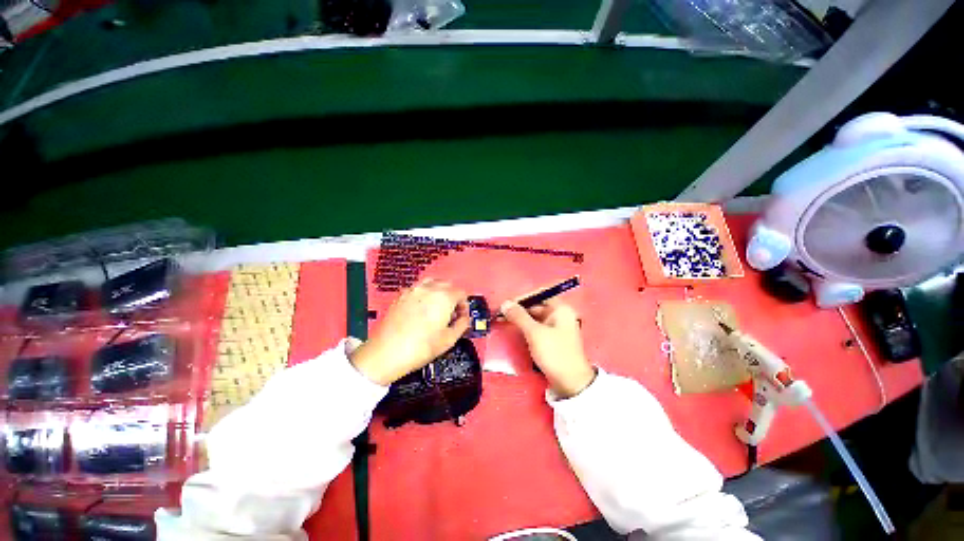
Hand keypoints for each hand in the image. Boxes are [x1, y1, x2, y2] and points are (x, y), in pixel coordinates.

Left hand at [350, 279, 469, 385]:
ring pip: (431, 282)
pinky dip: (424, 294)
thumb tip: (464, 319)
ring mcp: (413, 290)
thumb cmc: (419, 347)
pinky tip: (421, 309)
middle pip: (447, 284)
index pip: (461, 293)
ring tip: (436, 308)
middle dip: (452, 296)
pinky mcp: (400, 295)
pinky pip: (417, 288)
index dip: (464, 305)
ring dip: (438, 292)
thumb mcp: (449, 340)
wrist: (387, 352)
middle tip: (451, 313)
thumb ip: (462, 325)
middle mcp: (429, 289)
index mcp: (444, 297)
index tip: (461, 316)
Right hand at [502, 299, 596, 397]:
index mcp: (560, 309)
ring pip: (535, 317)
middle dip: (519, 309)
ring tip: (503, 321)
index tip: (506, 303)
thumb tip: (504, 303)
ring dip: (520, 319)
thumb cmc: (555, 353)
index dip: (522, 297)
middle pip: (536, 306)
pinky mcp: (552, 339)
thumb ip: (519, 316)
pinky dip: (525, 328)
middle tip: (500, 314)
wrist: (571, 384)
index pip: (539, 294)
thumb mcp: (534, 333)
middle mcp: (560, 315)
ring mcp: (556, 327)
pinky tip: (514, 330)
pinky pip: (536, 328)